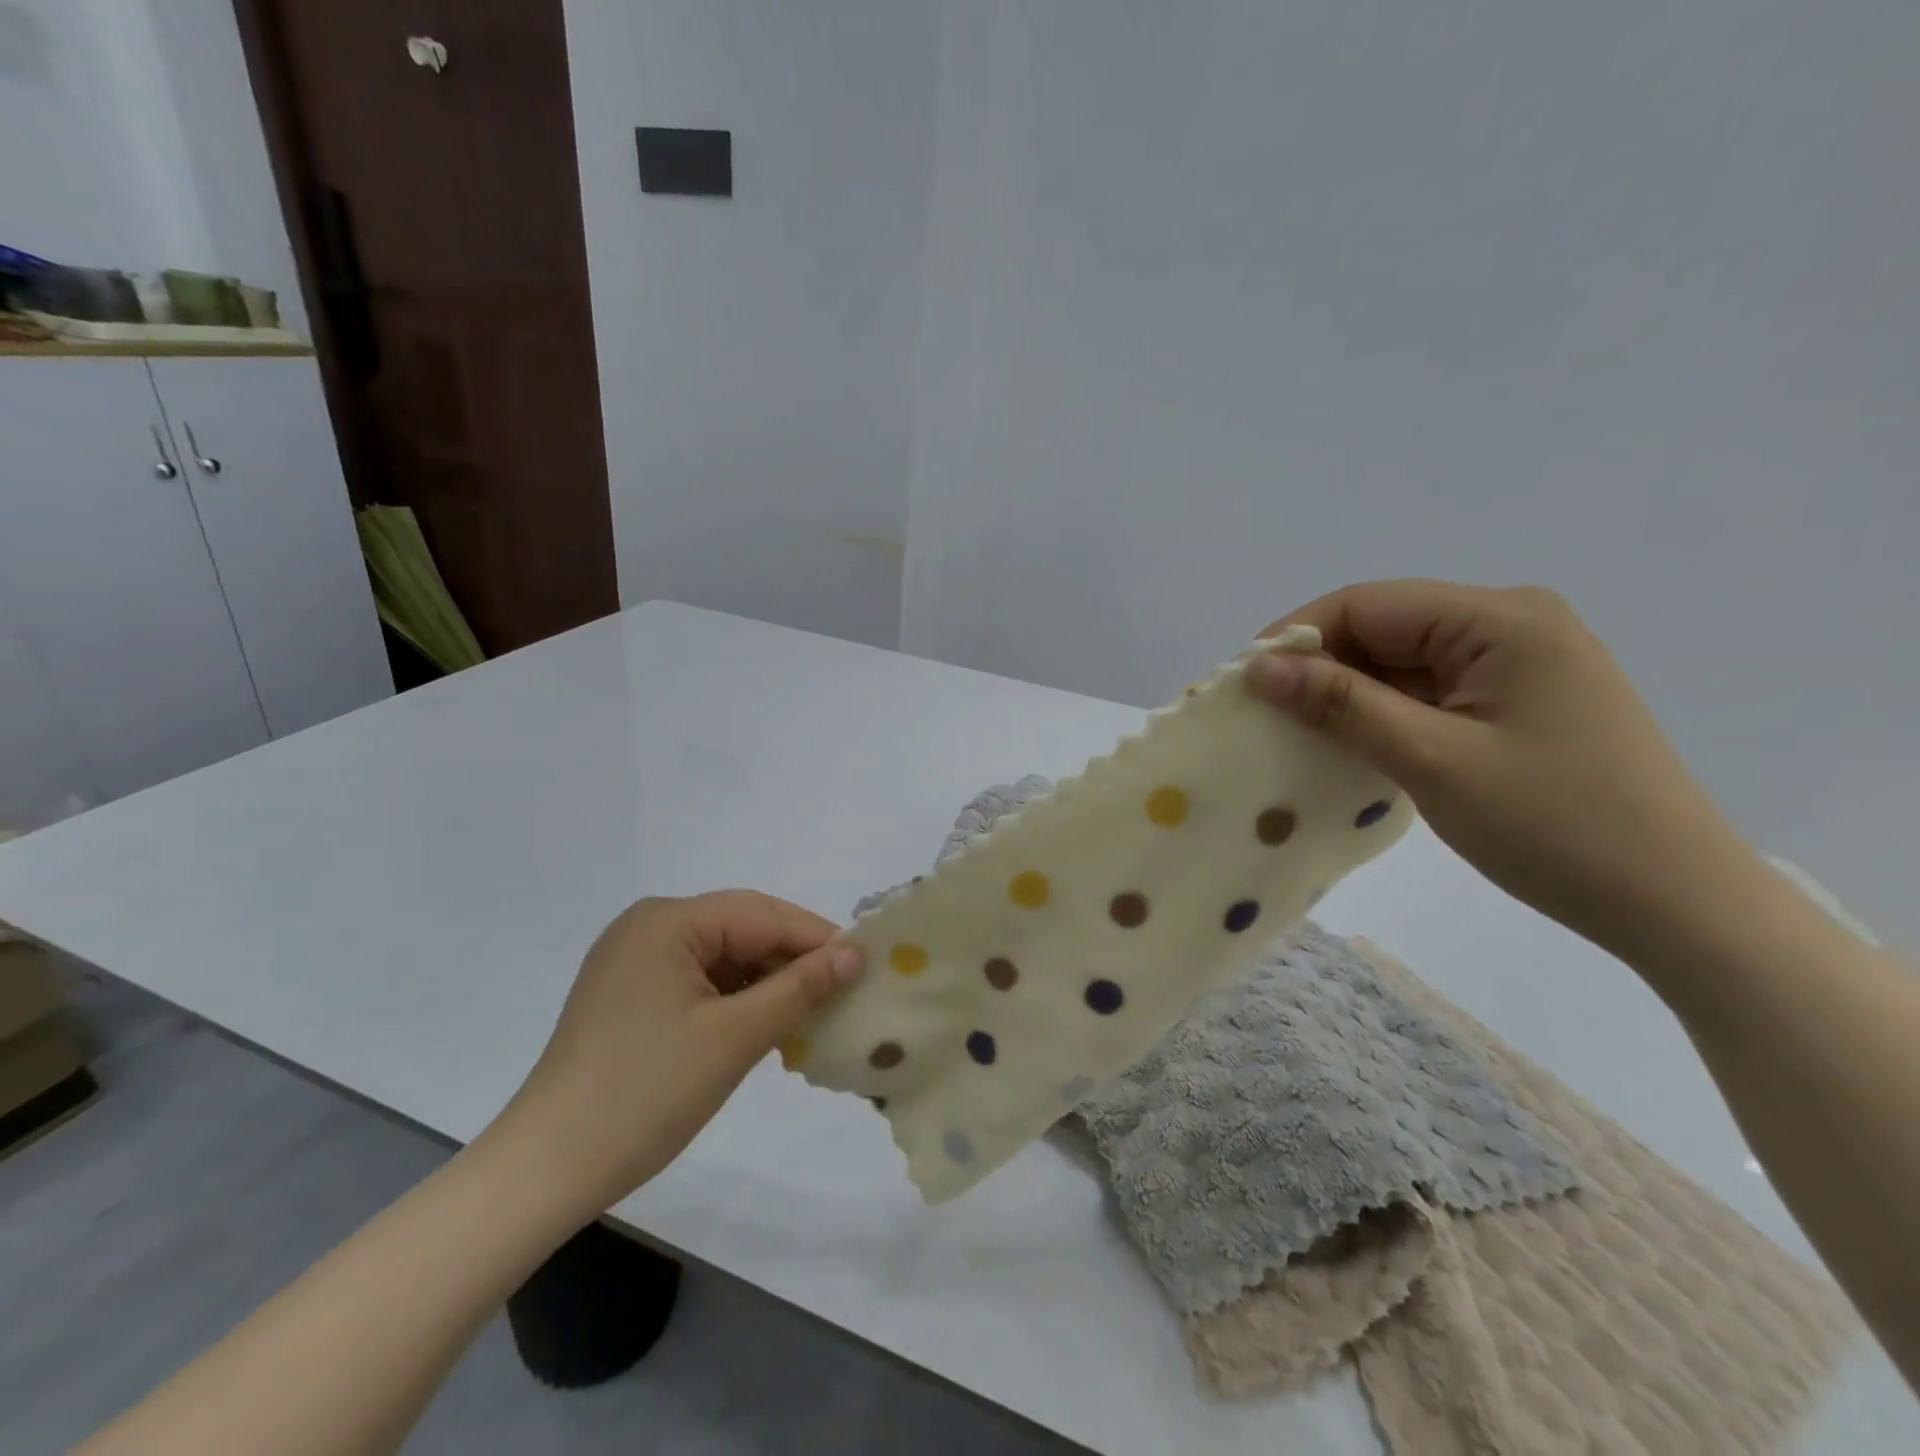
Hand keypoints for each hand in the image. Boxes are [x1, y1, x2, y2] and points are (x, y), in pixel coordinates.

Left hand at [500, 891, 863, 1219]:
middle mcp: (649, 926)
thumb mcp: (736, 1037)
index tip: (866, 964)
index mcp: (668, 921)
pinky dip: (737, 998)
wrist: (546, 1170)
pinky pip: (701, 980)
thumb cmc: (646, 1093)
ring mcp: (635, 960)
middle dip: (794, 958)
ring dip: (769, 981)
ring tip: (813, 1011)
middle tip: (845, 988)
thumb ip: (800, 987)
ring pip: (724, 955)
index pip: (762, 914)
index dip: (818, 938)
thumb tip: (854, 954)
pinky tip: (767, 1023)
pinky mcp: (630, 994)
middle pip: (743, 929)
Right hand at [1247, 580, 1751, 961]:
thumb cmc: (1554, 825)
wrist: (1674, 903)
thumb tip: (1259, 667)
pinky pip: (1427, 691)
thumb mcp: (1432, 759)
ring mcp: (1517, 664)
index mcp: (1501, 618)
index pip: (1368, 603)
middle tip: (1263, 715)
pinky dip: (1382, 714)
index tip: (1244, 684)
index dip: (1297, 636)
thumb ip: (1342, 704)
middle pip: (1384, 627)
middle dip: (1320, 666)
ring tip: (1294, 733)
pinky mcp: (1516, 701)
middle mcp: (1511, 624)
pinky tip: (1349, 744)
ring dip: (1347, 693)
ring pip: (1401, 662)